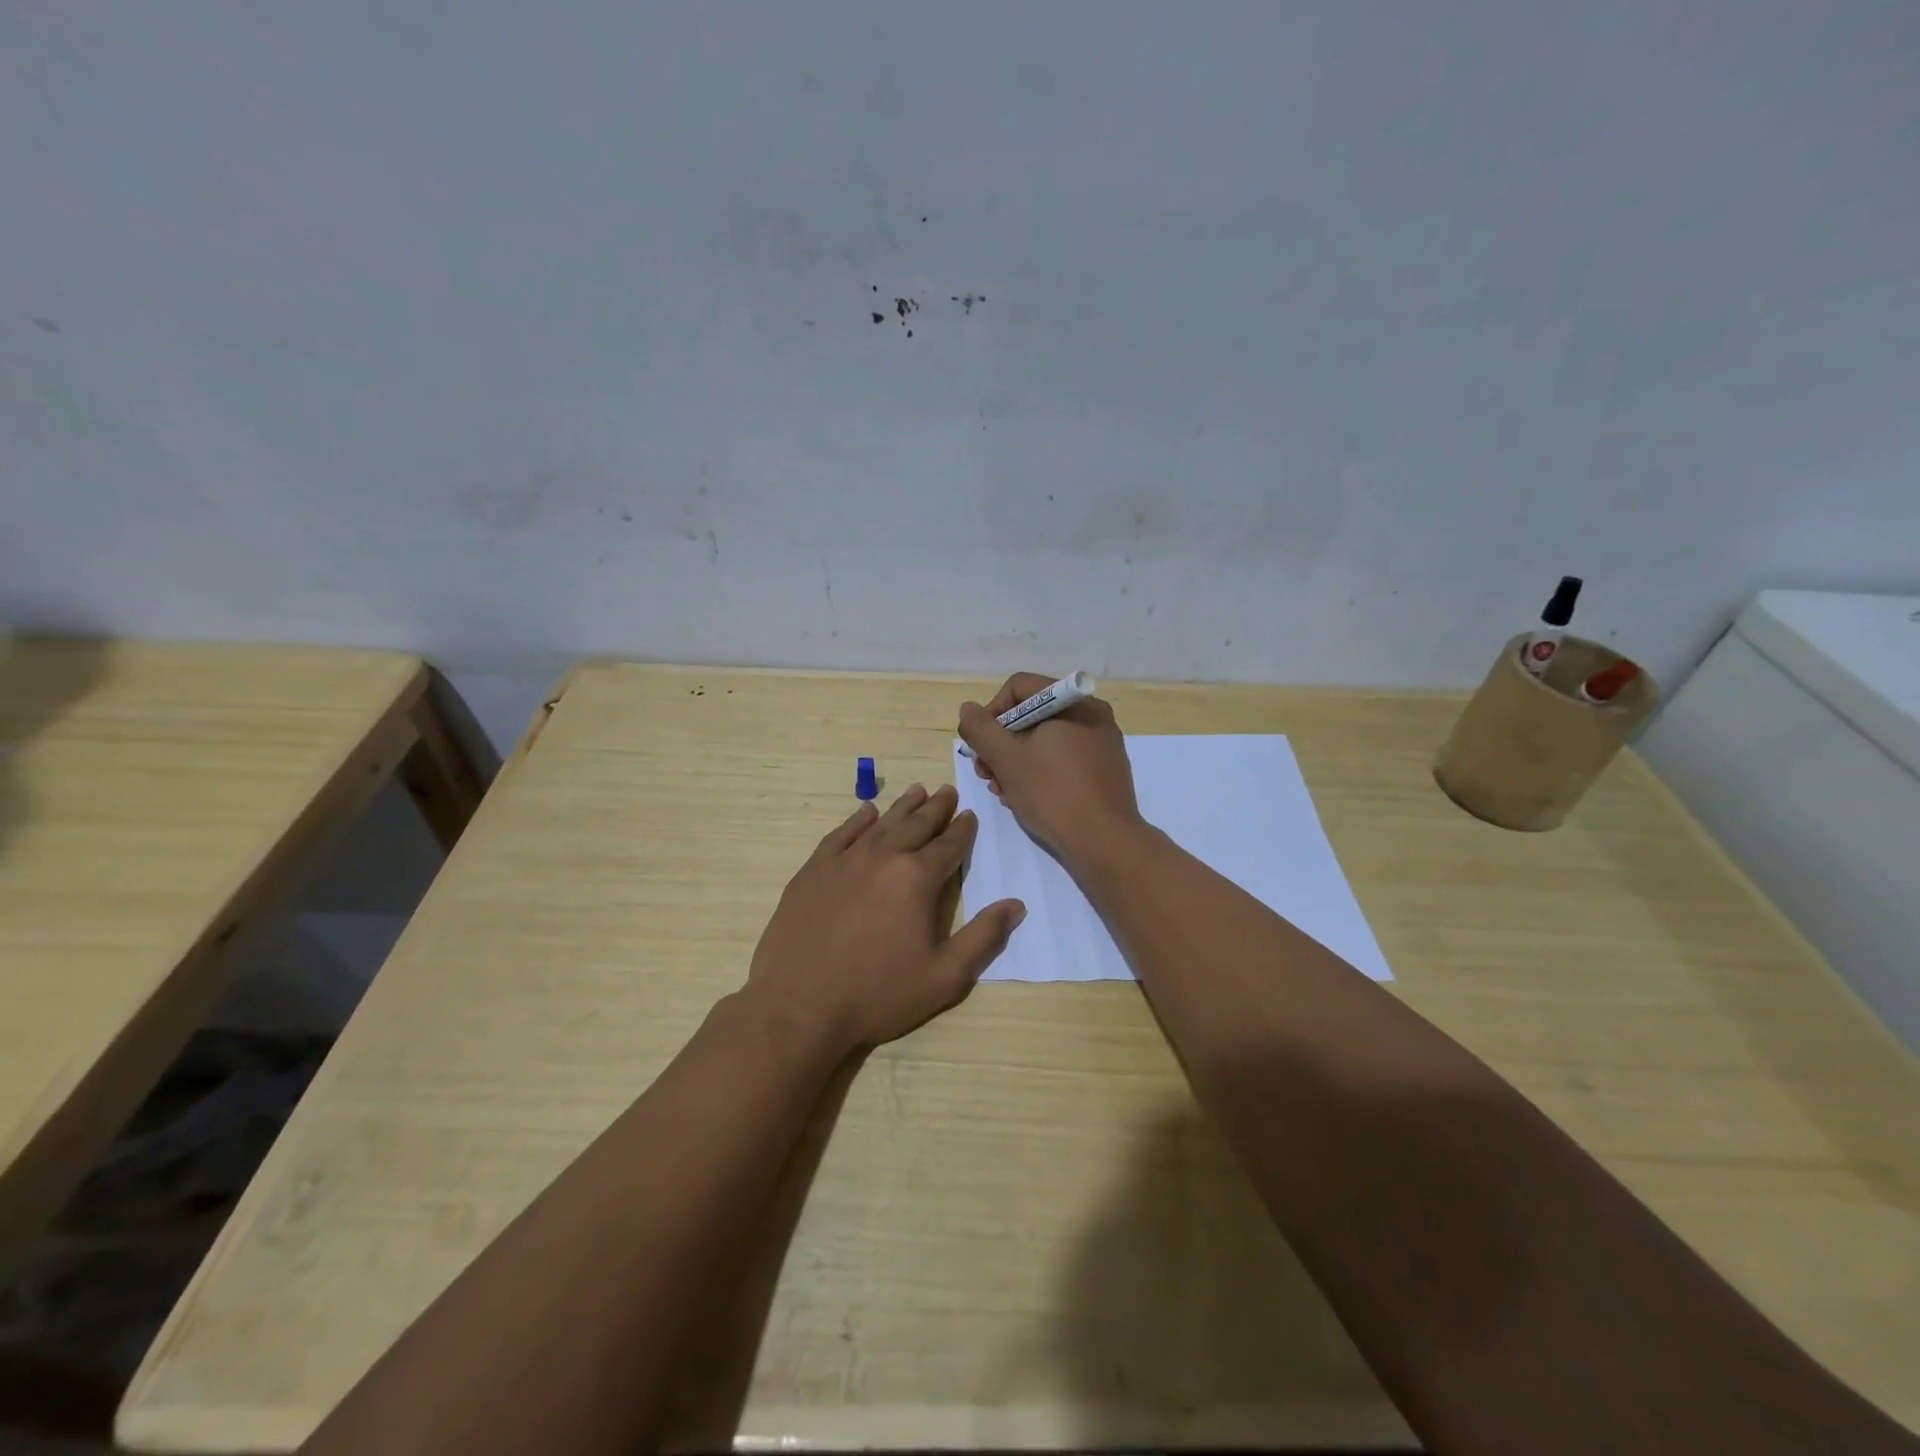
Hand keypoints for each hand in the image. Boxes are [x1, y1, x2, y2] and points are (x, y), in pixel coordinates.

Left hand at [745, 784, 1025, 1053]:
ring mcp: (844, 861)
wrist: (799, 1006)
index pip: (949, 846)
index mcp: (917, 879)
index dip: (963, 830)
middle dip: (936, 808)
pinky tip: (867, 813)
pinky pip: (841, 834)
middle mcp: (883, 857)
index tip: (970, 815)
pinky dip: (858, 820)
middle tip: (947, 791)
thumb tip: (1015, 905)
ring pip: (881, 824)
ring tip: (917, 791)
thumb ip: (984, 938)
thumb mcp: (944, 977)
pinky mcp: (813, 871)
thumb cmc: (878, 994)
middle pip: (916, 825)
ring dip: (902, 807)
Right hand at [956, 672, 1145, 866]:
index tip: (980, 746)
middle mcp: (1091, 714)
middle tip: (986, 774)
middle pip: (1031, 715)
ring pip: (1045, 740)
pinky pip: (1063, 758)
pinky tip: (1026, 798)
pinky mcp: (1105, 769)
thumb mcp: (1006, 759)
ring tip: (1003, 791)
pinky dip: (1040, 771)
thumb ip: (980, 729)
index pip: (1018, 687)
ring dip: (1016, 762)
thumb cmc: (1052, 793)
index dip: (991, 712)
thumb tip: (968, 709)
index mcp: (1072, 702)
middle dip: (1001, 743)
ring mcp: (1101, 742)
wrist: (1105, 842)